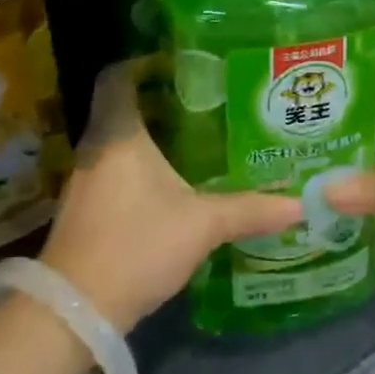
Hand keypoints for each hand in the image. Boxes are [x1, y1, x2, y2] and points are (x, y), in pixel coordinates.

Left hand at [40, 57, 302, 332]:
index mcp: (118, 134)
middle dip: (158, 99)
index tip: (179, 63)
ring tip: (196, 135)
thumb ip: (249, 210)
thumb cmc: (136, 245)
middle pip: (121, 106)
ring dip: (150, 134)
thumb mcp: (201, 225)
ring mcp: (84, 180)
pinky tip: (171, 181)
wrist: (75, 311)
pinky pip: (114, 168)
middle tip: (203, 98)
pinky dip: (140, 164)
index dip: (142, 62)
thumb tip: (299, 204)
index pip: (117, 77)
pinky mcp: (84, 209)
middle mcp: (95, 148)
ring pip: (118, 140)